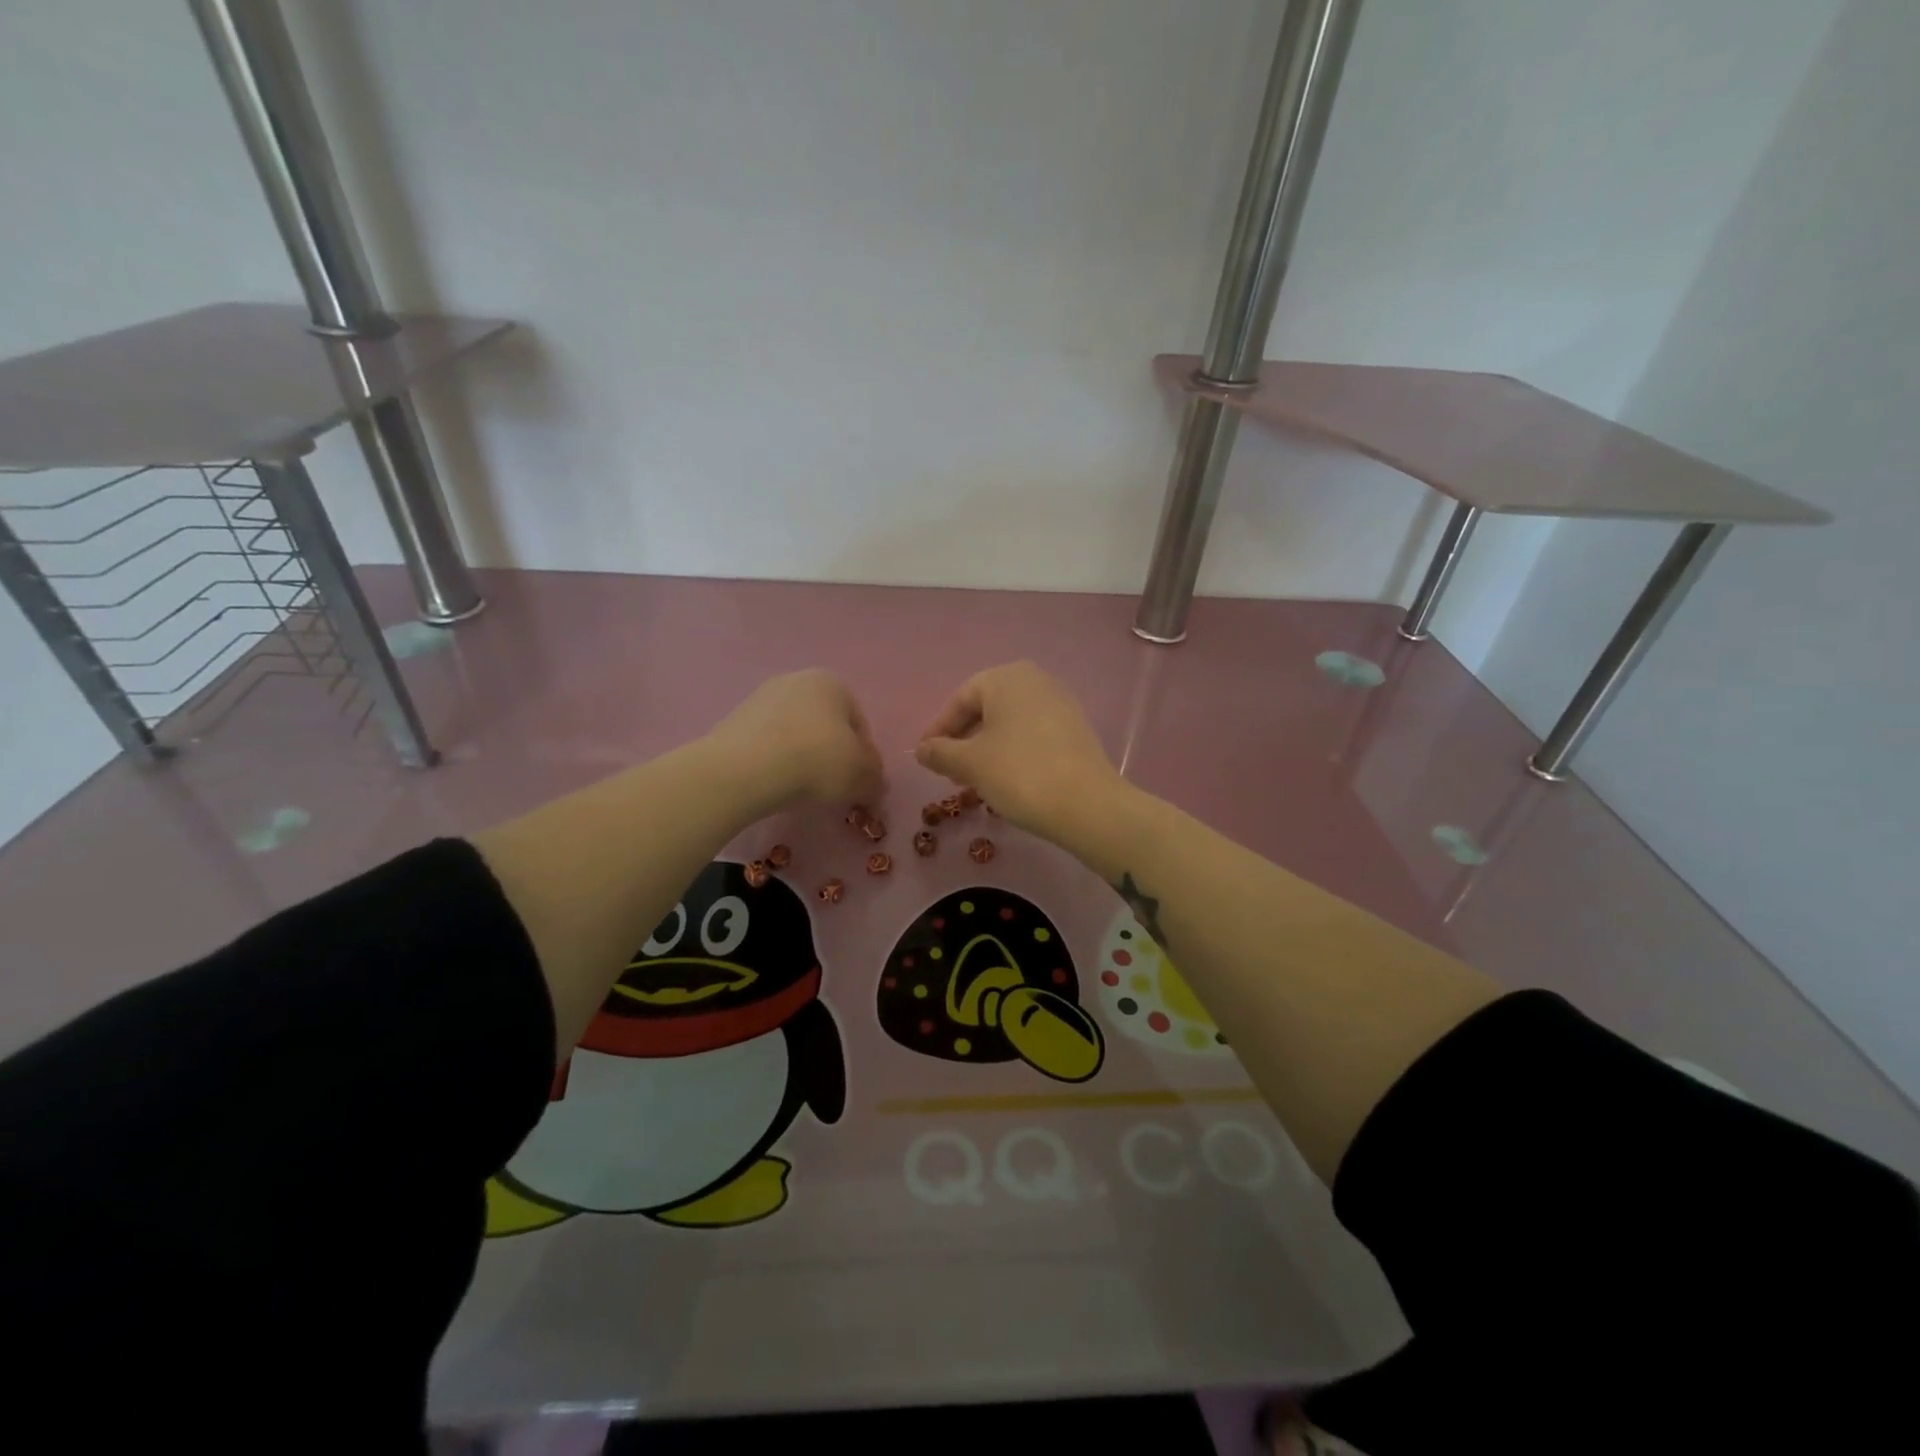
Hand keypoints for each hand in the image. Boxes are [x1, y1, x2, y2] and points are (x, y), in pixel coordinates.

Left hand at [706, 670, 883, 814]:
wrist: (744, 770)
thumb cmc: (816, 761)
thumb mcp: (861, 776)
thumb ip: (875, 779)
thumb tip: (874, 785)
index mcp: (833, 682)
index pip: (860, 724)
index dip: (865, 758)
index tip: (860, 784)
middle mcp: (797, 680)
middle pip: (826, 726)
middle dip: (832, 755)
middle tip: (833, 788)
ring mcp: (761, 698)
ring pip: (796, 735)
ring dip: (803, 759)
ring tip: (802, 790)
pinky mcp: (734, 721)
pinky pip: (767, 745)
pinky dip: (776, 763)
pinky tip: (775, 785)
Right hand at [916, 661, 1121, 837]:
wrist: (1087, 805)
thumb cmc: (1019, 774)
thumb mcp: (970, 763)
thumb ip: (940, 752)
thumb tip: (922, 749)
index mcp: (1007, 678)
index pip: (961, 699)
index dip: (939, 729)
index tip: (926, 757)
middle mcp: (1036, 680)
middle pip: (986, 709)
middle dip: (964, 740)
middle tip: (949, 772)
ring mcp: (1060, 703)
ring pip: (1009, 723)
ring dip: (987, 748)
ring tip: (974, 780)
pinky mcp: (1076, 729)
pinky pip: (1032, 734)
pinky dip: (1013, 752)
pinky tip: (1006, 779)